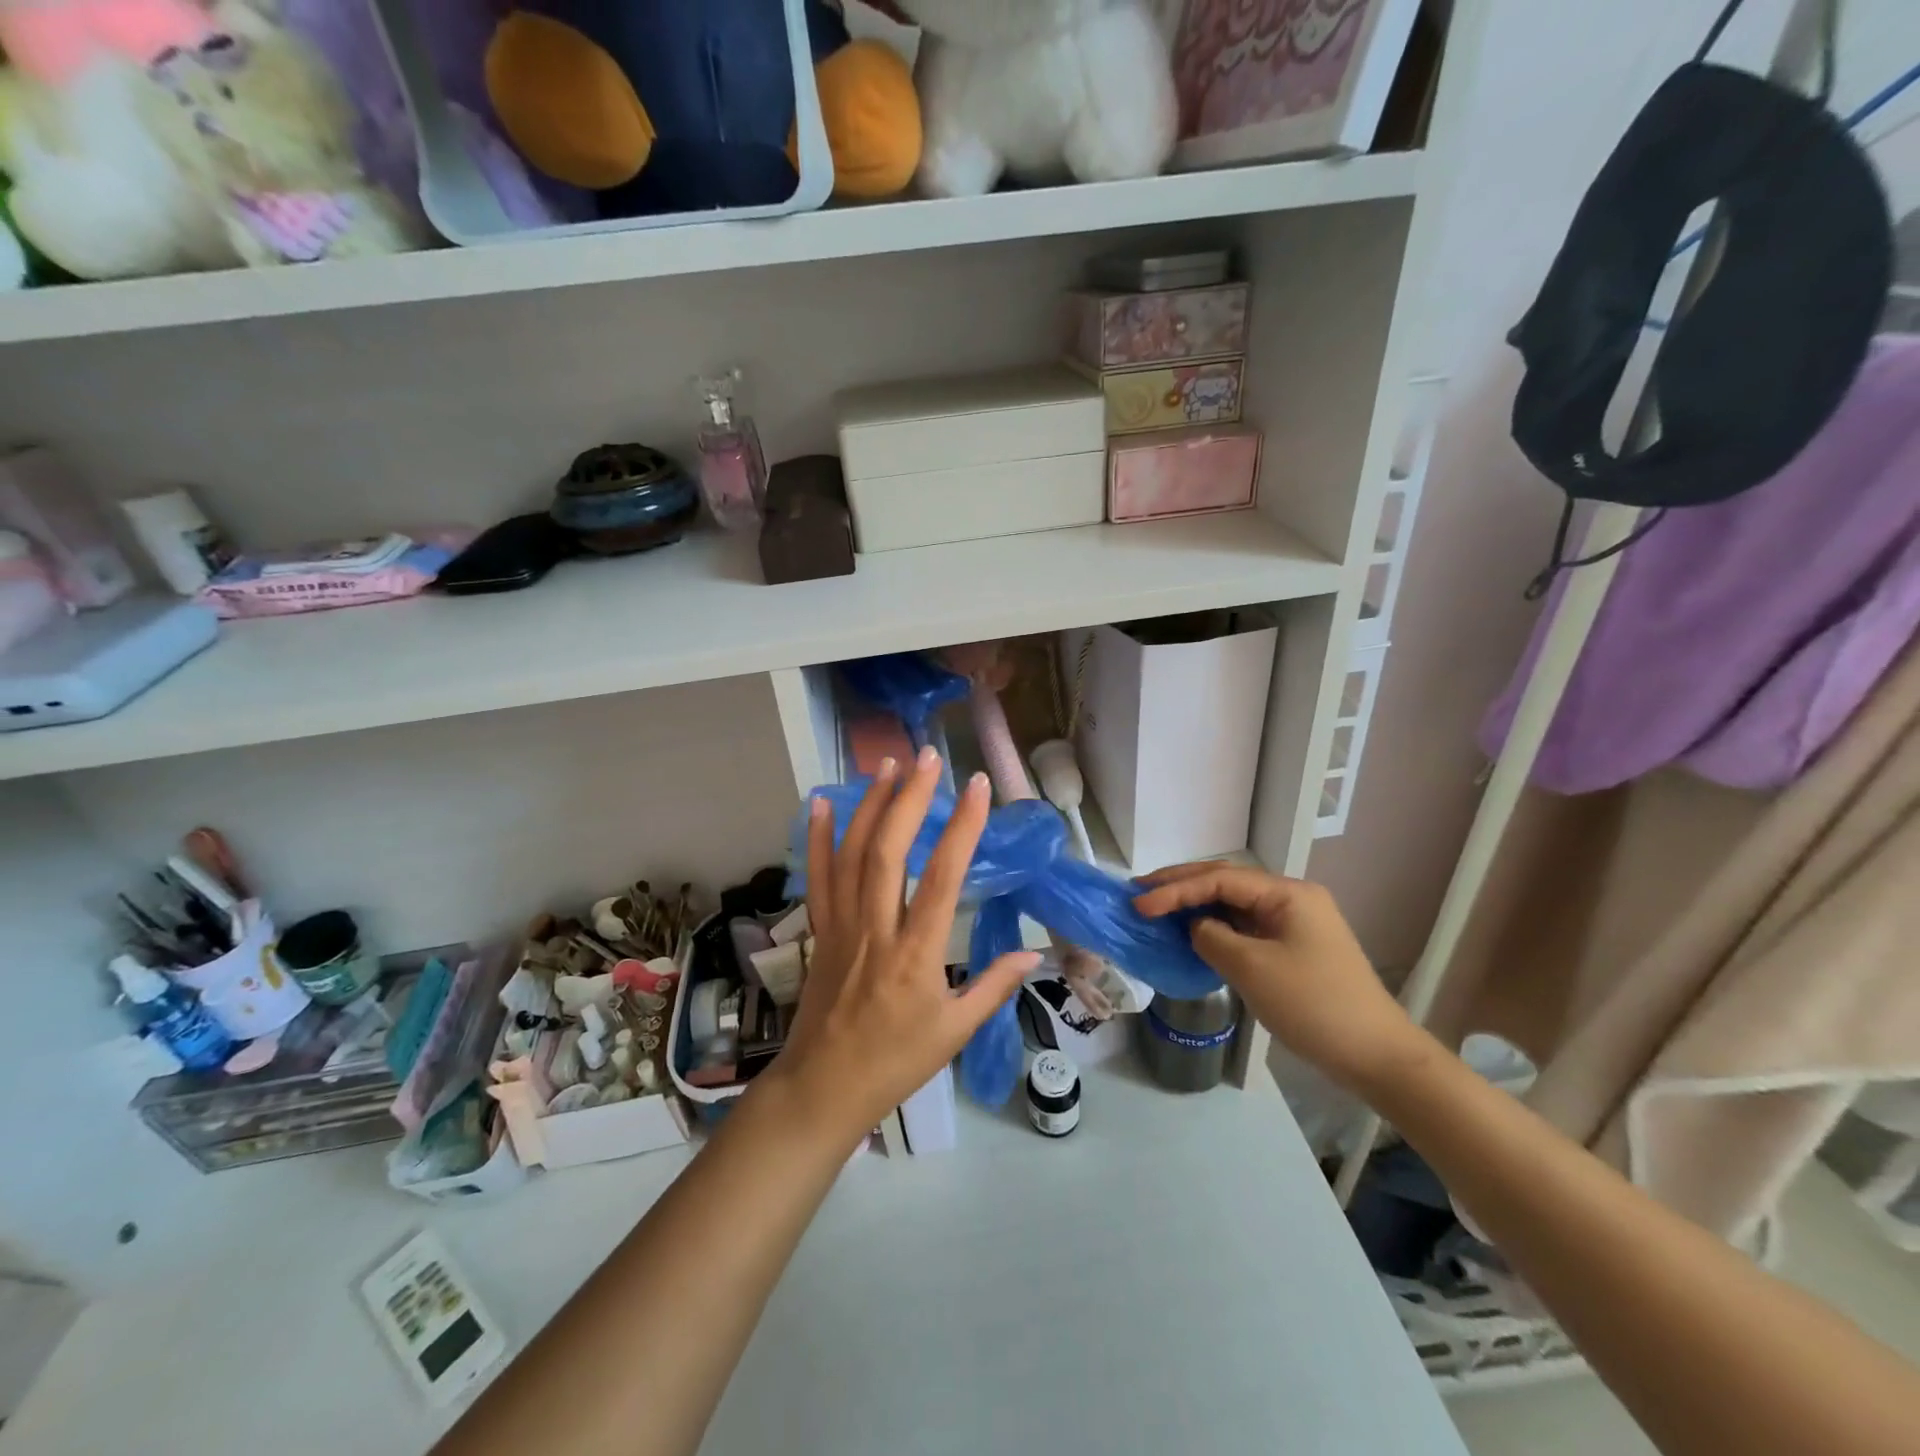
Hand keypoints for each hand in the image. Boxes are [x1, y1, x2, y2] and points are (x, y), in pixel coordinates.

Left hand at [774, 749, 1040, 1142]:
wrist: (824, 1087)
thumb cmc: (896, 1062)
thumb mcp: (955, 1032)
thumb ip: (994, 987)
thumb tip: (1033, 953)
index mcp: (915, 955)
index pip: (942, 878)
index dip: (962, 828)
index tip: (978, 787)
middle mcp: (875, 929)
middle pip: (888, 852)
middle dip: (910, 798)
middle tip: (927, 757)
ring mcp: (842, 926)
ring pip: (852, 855)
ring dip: (870, 805)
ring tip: (887, 763)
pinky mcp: (821, 929)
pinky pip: (817, 876)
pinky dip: (818, 836)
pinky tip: (821, 802)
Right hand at [1133, 865, 1422, 1091]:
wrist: (1377, 1057)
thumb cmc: (1314, 1006)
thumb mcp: (1253, 968)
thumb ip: (1212, 937)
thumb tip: (1195, 927)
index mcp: (1287, 893)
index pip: (1220, 878)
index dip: (1175, 889)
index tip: (1140, 904)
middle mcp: (1291, 898)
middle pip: (1226, 882)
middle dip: (1181, 886)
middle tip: (1139, 893)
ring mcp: (1294, 923)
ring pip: (1233, 904)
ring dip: (1195, 905)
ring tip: (1156, 909)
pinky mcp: (1293, 948)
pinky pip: (1244, 927)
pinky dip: (1214, 928)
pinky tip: (1191, 933)